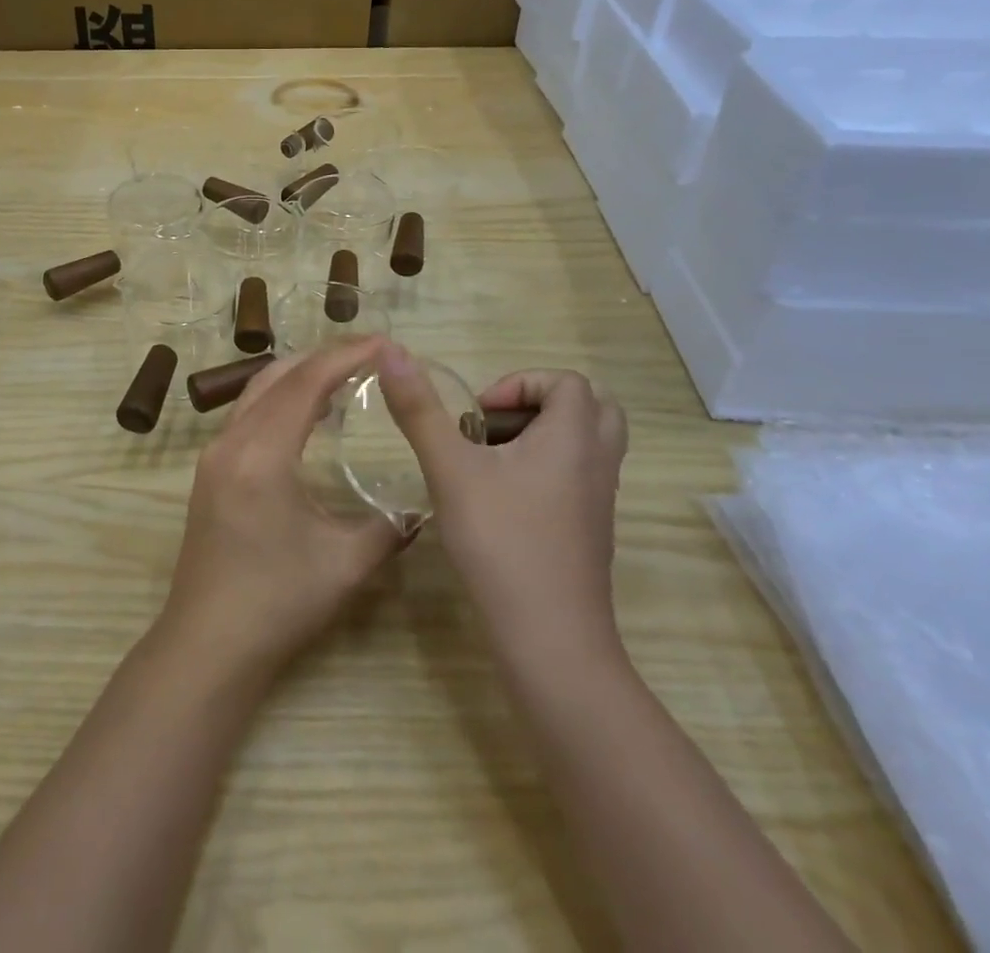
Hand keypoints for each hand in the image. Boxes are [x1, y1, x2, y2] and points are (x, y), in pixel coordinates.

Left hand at [159, 337, 410, 679]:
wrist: (208, 644)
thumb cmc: (278, 602)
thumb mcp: (346, 564)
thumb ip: (389, 526)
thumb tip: (419, 505)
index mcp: (261, 454)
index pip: (306, 384)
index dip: (346, 356)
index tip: (384, 343)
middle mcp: (230, 442)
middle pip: (278, 376)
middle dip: (324, 357)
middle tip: (369, 354)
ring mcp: (213, 455)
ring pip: (257, 391)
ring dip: (299, 376)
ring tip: (344, 376)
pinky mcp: (209, 471)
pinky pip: (247, 414)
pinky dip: (280, 400)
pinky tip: (307, 416)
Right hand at [379, 346, 627, 662]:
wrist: (550, 639)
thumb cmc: (501, 542)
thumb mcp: (450, 469)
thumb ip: (420, 410)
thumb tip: (390, 351)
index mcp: (573, 438)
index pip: (567, 382)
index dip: (519, 384)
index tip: (477, 415)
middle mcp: (597, 463)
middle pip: (589, 408)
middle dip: (538, 406)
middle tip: (494, 427)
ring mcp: (599, 501)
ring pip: (585, 445)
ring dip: (541, 437)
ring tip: (490, 460)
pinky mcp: (591, 532)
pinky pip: (579, 478)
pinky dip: (546, 470)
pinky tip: (500, 500)